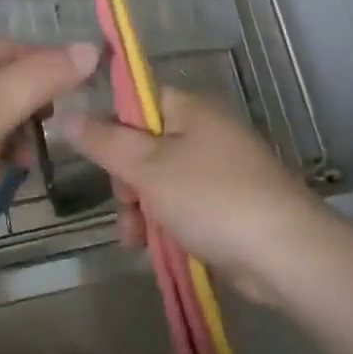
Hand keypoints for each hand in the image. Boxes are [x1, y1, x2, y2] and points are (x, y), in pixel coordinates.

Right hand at [61, 88, 327, 304]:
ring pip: (159, 180)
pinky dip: (164, 223)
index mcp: (188, 109)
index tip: (94, 156)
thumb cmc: (211, 198)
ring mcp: (219, 169)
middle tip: (126, 203)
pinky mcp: (227, 204)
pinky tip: (152, 248)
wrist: (286, 254)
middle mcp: (204, 131)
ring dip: (140, 209)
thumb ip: (103, 141)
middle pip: (143, 144)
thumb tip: (66, 114)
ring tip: (135, 239)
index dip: (109, 125)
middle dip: (125, 179)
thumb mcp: (147, 167)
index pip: (135, 99)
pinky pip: (181, 204)